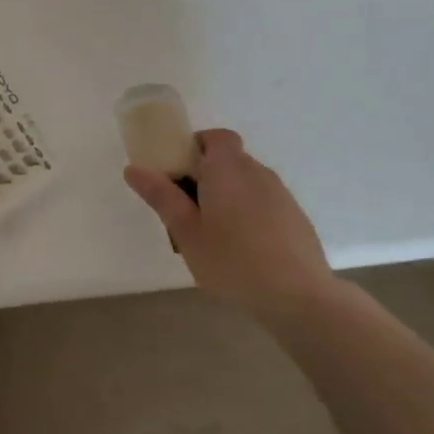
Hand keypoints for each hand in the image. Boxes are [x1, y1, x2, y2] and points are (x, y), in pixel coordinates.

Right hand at [124, 128, 343, 322]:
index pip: (215, 137)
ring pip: (246, 183)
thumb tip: (134, 168)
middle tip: (186, 213)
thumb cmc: (232, 261)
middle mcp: (257, 172)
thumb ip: (162, 197)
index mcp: (227, 168)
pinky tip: (242, 250)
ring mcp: (280, 194)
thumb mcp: (186, 232)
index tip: (177, 173)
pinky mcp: (295, 217)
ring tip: (212, 237)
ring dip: (226, 197)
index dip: (195, 147)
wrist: (299, 297)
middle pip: (228, 160)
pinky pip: (263, 203)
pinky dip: (247, 214)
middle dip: (205, 177)